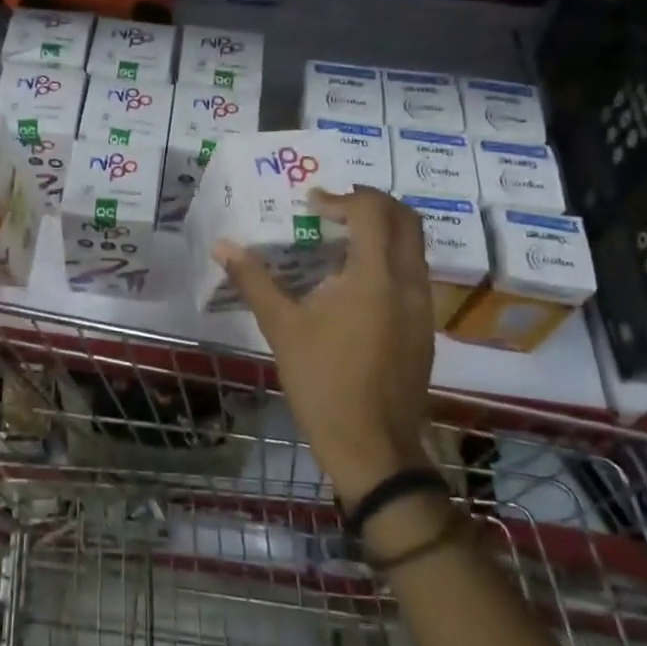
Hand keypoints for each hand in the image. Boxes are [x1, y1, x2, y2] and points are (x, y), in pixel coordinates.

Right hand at [215, 187, 435, 505]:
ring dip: (381, 232)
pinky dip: (387, 260)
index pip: (373, 211)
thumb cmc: (323, 383)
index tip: (311, 206)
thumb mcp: (282, 328)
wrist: (371, 447)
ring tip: (338, 243)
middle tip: (333, 211)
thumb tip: (223, 247)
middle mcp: (408, 284)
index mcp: (375, 277)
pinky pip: (412, 275)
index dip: (341, 198)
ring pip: (413, 248)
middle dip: (371, 204)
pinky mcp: (423, 329)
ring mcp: (421, 308)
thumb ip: (254, 281)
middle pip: (406, 219)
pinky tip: (351, 286)